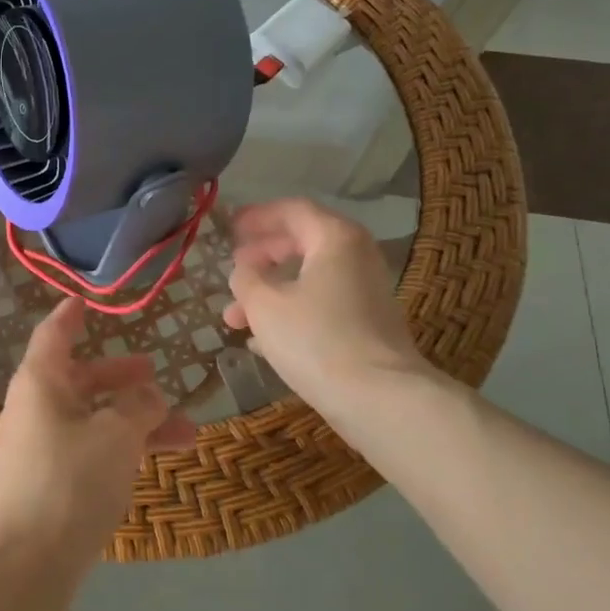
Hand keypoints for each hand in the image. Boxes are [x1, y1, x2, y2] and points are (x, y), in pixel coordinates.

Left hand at [0, 298, 197, 574]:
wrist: (21, 567)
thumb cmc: (68, 482)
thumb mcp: (115, 436)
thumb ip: (139, 407)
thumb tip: (148, 393)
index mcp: (40, 382)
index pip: (55, 333)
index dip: (72, 315)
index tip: (87, 301)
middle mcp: (35, 409)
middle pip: (80, 380)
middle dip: (120, 378)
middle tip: (155, 374)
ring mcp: (40, 450)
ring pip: (93, 421)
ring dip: (135, 422)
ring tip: (186, 431)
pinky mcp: (48, 487)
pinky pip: (89, 453)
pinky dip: (121, 451)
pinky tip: (156, 462)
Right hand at [223, 198, 445, 441]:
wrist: (380, 400)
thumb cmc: (316, 339)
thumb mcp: (264, 304)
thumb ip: (246, 278)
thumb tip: (244, 270)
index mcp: (335, 238)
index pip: (292, 210)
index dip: (257, 216)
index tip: (229, 228)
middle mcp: (356, 257)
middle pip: (300, 244)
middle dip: (260, 259)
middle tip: (233, 271)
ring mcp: (365, 293)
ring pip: (307, 280)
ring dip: (269, 293)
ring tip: (233, 319)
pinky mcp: (366, 326)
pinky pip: (320, 306)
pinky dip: (289, 314)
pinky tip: (260, 342)